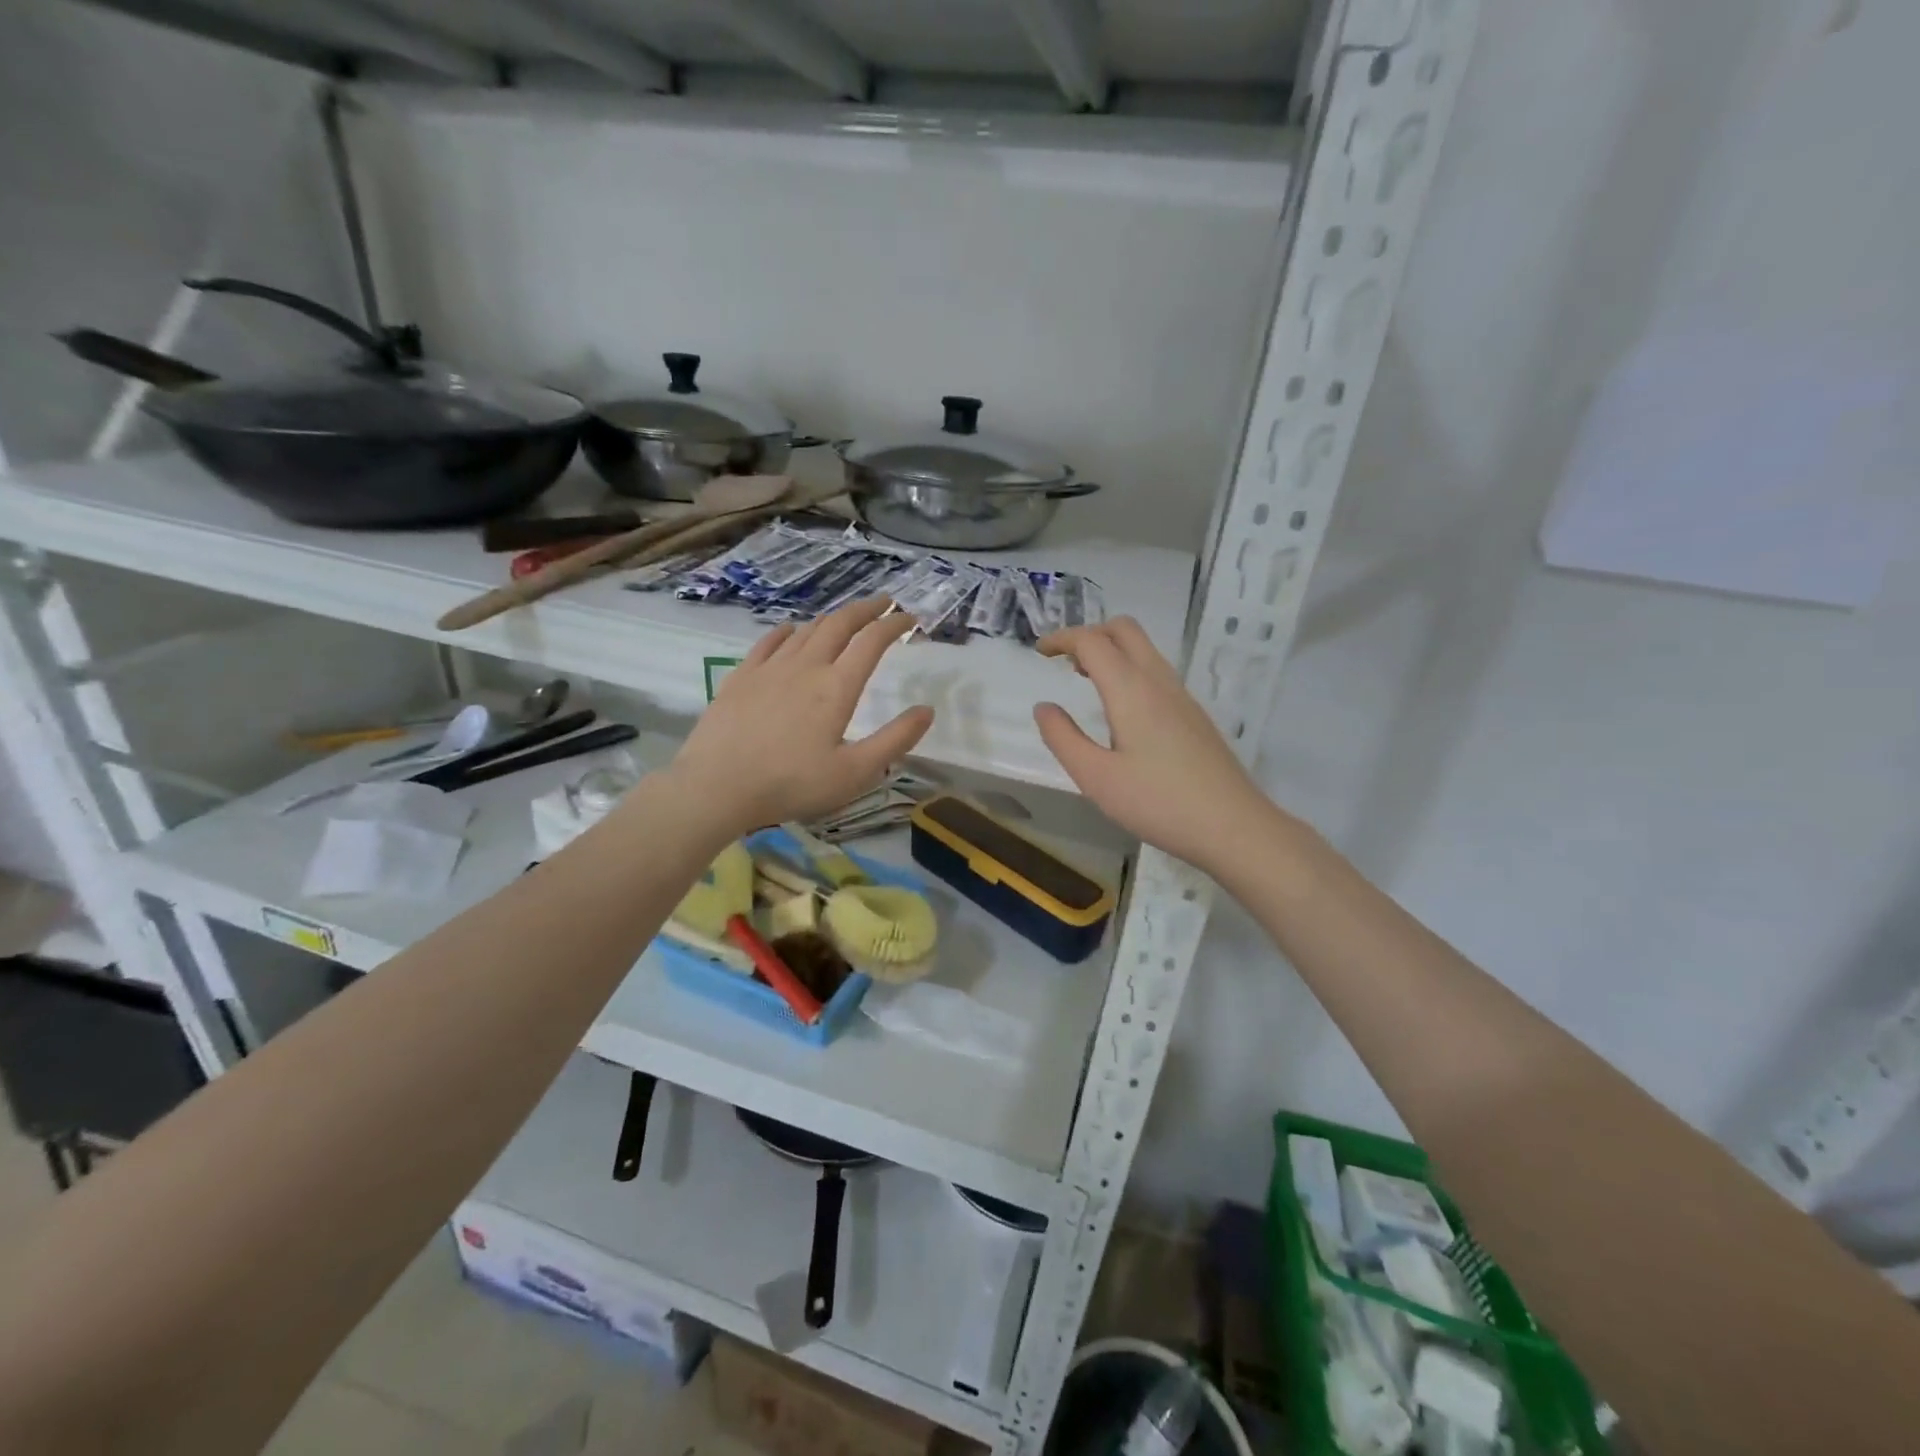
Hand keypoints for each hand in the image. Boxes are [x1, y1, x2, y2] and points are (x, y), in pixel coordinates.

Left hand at [669, 597, 933, 834]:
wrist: (716, 786)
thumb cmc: (791, 784)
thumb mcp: (855, 773)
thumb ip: (895, 740)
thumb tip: (927, 710)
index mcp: (837, 687)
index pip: (872, 642)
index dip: (894, 625)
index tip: (910, 618)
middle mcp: (806, 666)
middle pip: (840, 624)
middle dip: (866, 610)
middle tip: (884, 603)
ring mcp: (769, 668)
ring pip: (806, 629)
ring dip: (831, 619)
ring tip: (845, 619)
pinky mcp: (741, 676)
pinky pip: (769, 641)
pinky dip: (787, 631)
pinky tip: (791, 631)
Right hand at [1035, 618, 1271, 871]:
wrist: (1233, 826)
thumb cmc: (1158, 803)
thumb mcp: (1096, 778)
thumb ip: (1063, 739)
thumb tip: (1044, 708)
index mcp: (1131, 690)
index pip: (1092, 642)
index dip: (1062, 639)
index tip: (1039, 652)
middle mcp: (1159, 682)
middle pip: (1124, 630)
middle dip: (1090, 634)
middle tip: (1064, 661)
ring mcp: (1182, 697)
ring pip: (1144, 650)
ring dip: (1111, 651)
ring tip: (1085, 680)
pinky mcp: (1194, 716)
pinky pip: (1156, 672)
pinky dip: (1129, 671)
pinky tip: (1120, 709)